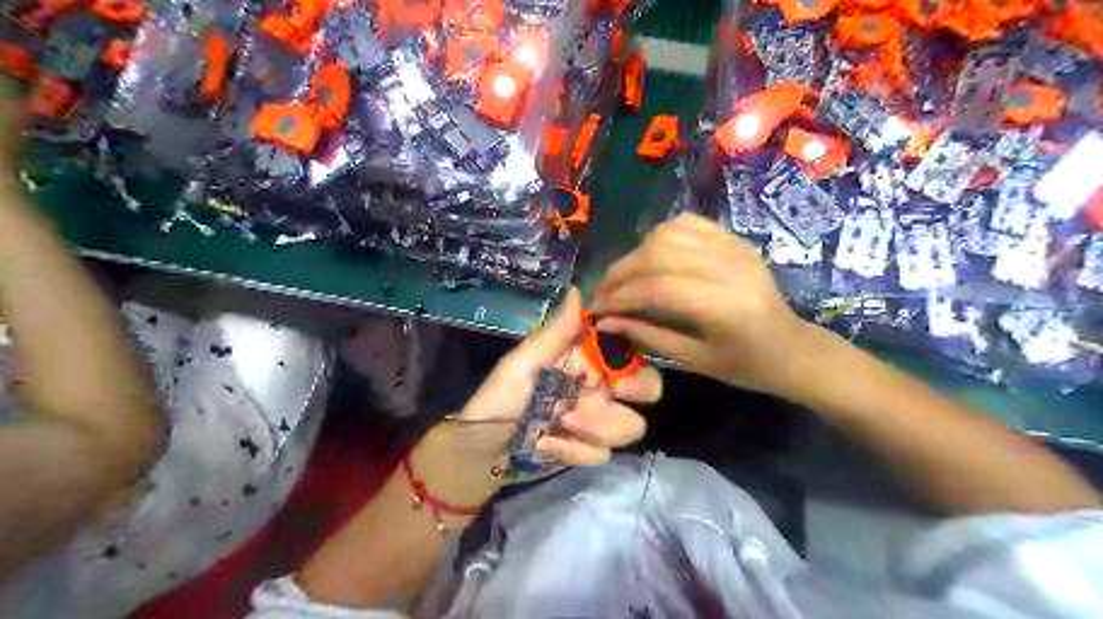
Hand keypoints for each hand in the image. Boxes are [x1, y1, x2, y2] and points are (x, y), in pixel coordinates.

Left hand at [453, 287, 656, 466]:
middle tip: (616, 391)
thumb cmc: (498, 397)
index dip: (637, 350)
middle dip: (640, 388)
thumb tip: (577, 290)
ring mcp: (595, 424)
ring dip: (600, 426)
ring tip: (563, 421)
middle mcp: (598, 391)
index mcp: (585, 363)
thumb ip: (556, 333)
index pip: (628, 352)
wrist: (479, 449)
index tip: (623, 355)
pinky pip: (601, 454)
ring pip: (631, 426)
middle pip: (648, 388)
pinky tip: (544, 444)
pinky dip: (573, 450)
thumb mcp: (524, 362)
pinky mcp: (585, 451)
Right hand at [596, 216, 816, 398]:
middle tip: (603, 292)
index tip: (596, 310)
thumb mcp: (695, 360)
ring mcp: (733, 247)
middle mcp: (727, 267)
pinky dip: (661, 236)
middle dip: (621, 272)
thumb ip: (648, 335)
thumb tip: (606, 320)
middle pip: (657, 254)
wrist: (793, 348)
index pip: (655, 288)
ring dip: (637, 253)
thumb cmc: (746, 365)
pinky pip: (688, 224)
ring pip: (668, 233)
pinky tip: (650, 255)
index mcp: (722, 305)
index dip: (620, 297)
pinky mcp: (734, 239)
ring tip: (624, 277)